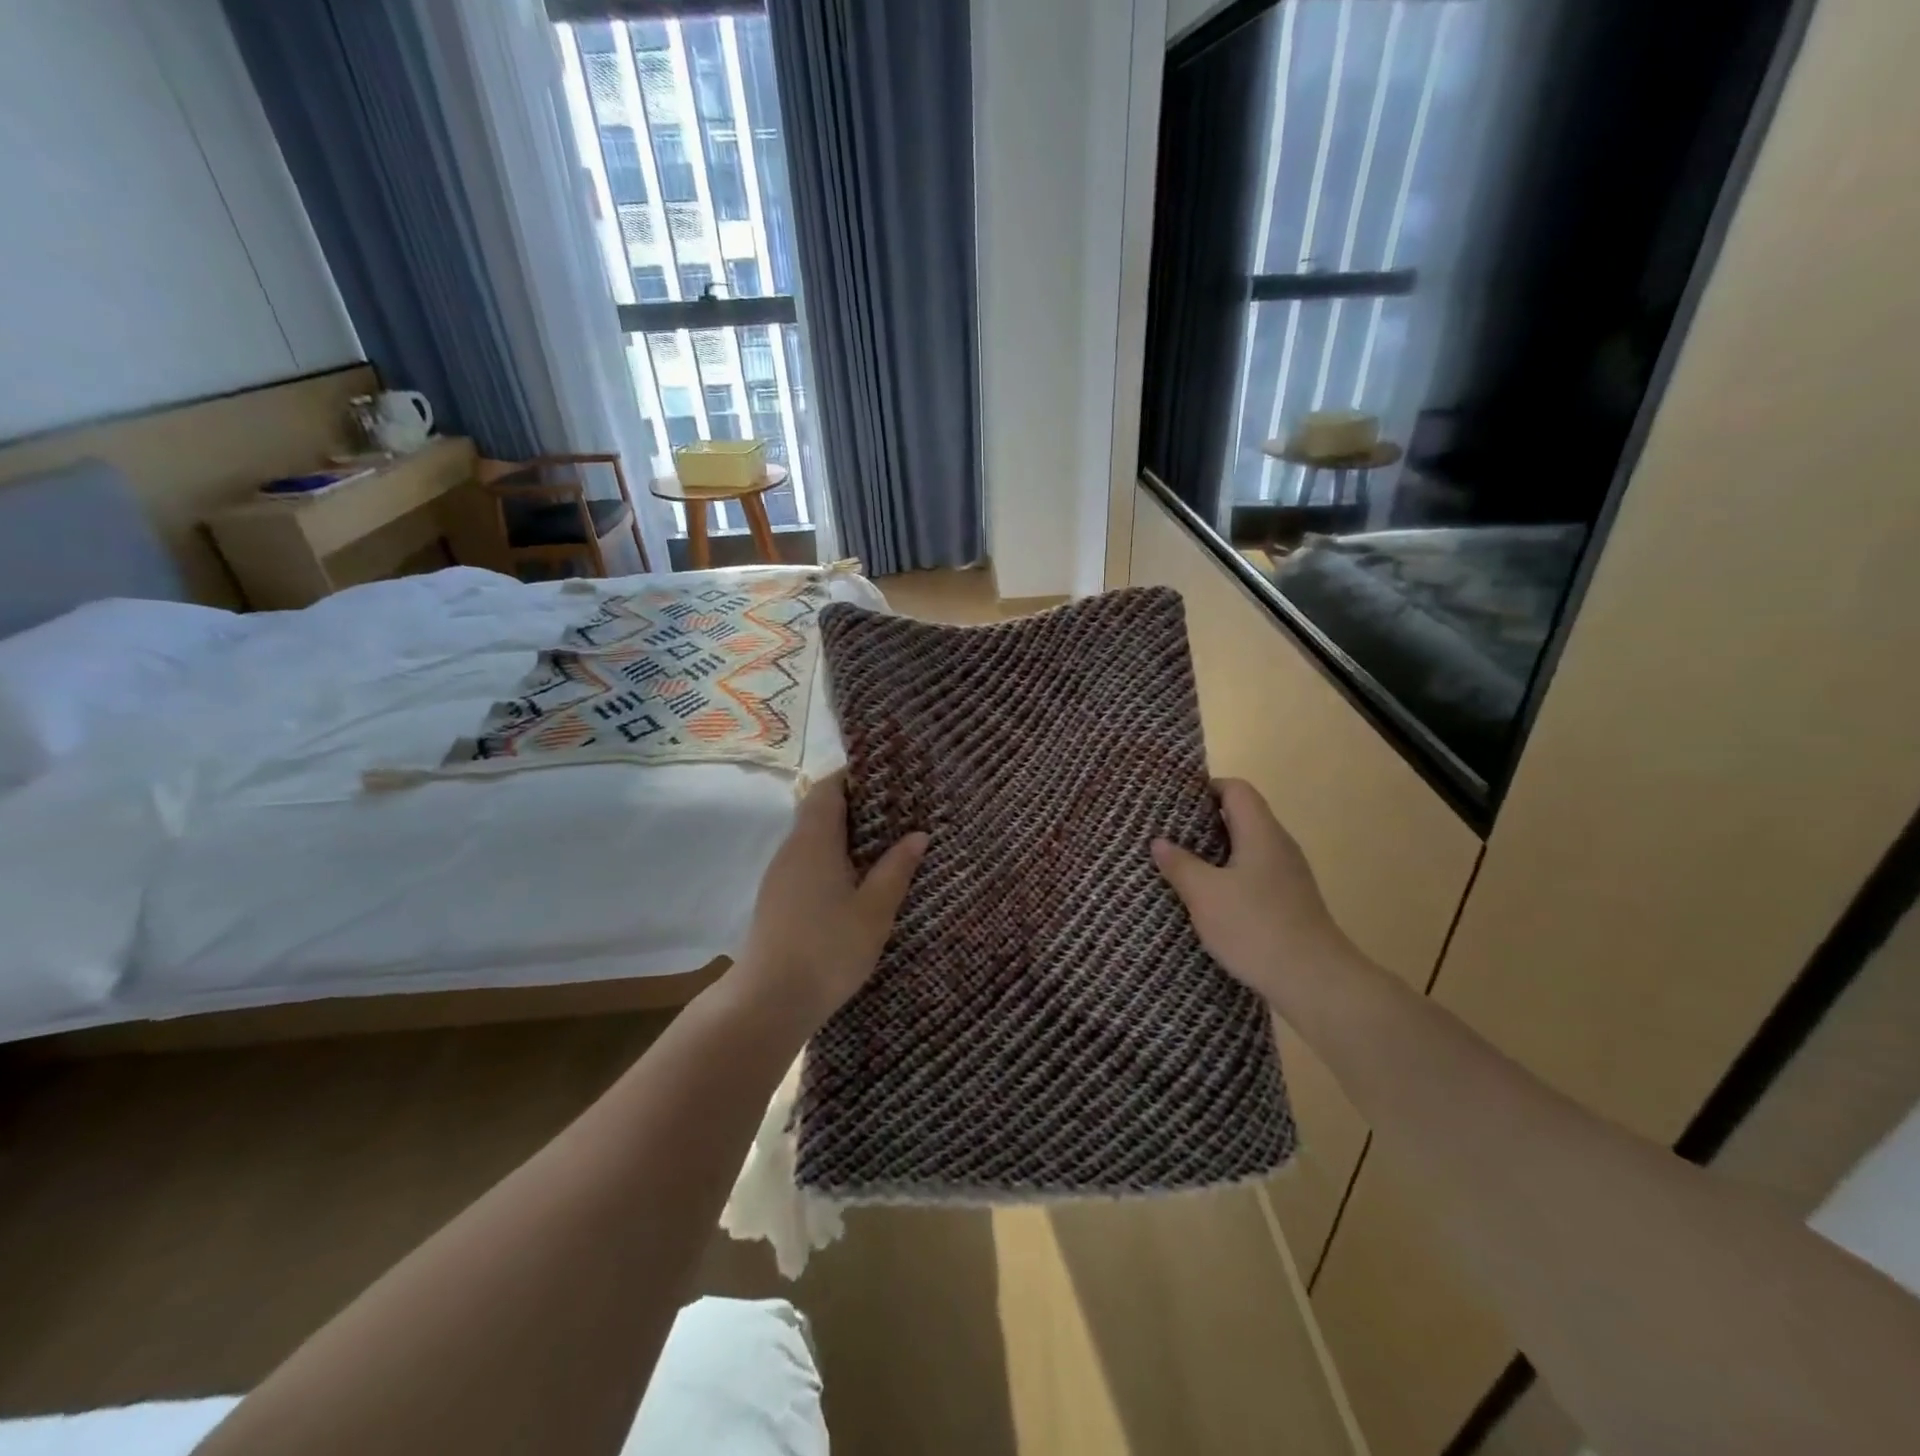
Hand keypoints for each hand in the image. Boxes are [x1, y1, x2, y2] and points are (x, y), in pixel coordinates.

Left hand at [733, 772, 928, 1029]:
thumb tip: (918, 834)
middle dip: (855, 806)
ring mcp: (780, 875)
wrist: (769, 1002)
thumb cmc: (828, 949)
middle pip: (818, 810)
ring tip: (883, 843)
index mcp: (814, 841)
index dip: (853, 777)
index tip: (886, 779)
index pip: (828, 789)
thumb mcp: (875, 910)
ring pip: (812, 838)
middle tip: (896, 812)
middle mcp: (792, 849)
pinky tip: (856, 880)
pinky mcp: (777, 899)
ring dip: (843, 835)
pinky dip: (832, 858)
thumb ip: (896, 868)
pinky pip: (807, 862)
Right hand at [1152, 778, 1356, 1009]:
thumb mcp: (1204, 894)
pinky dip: (1230, 876)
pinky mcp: (1291, 902)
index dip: (1206, 789)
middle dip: (1205, 822)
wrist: (1314, 981)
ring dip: (1216, 853)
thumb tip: (1159, 841)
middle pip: (1243, 816)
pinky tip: (1210, 899)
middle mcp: (1279, 846)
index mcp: (1261, 833)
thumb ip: (1180, 864)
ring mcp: (1289, 875)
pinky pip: (1255, 874)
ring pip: (1248, 848)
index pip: (1237, 789)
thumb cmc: (1255, 927)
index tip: (1175, 804)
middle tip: (1170, 834)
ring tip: (1182, 866)